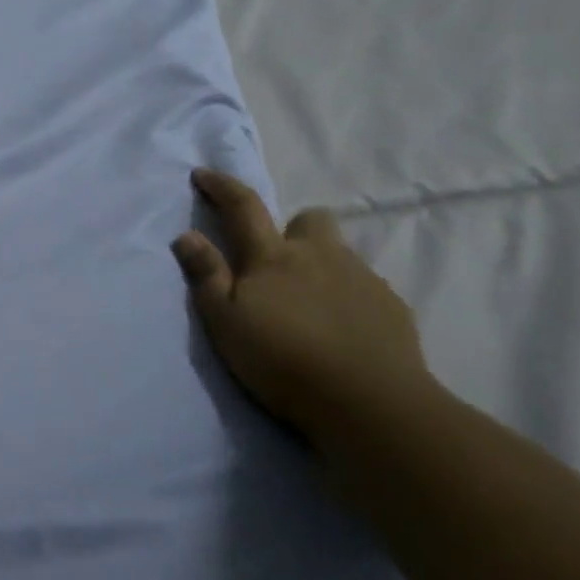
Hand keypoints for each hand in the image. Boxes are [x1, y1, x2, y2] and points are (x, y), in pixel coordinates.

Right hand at [172, 169, 438, 445]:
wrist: (370, 404)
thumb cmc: (283, 361)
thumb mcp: (225, 322)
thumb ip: (206, 275)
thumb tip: (187, 235)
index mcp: (273, 256)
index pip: (243, 207)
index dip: (222, 187)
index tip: (203, 175)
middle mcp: (319, 255)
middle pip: (310, 219)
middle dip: (294, 229)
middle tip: (280, 262)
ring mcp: (361, 278)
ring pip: (339, 255)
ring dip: (322, 266)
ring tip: (311, 307)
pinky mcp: (392, 308)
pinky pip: (366, 288)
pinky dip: (349, 299)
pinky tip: (342, 331)